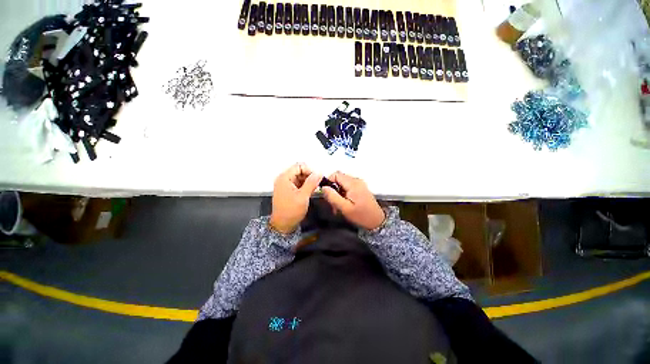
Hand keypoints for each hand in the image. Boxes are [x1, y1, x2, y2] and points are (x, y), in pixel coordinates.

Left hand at [269, 163, 321, 233]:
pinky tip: (310, 191)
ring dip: (308, 181)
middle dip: (310, 176)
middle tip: (318, 184)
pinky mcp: (288, 190)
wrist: (283, 225)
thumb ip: (311, 183)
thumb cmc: (291, 211)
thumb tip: (319, 173)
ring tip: (315, 189)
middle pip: (299, 171)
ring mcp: (285, 185)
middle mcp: (283, 179)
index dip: (310, 170)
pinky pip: (298, 183)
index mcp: (284, 178)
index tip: (317, 178)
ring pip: (300, 177)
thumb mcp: (303, 196)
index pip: (299, 166)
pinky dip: (305, 185)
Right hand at [321, 171, 385, 230]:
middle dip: (333, 190)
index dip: (328, 182)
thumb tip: (323, 187)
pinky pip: (347, 187)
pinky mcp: (360, 188)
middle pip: (338, 179)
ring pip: (342, 183)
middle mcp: (356, 180)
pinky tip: (343, 204)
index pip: (336, 174)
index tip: (327, 194)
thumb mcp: (345, 208)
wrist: (377, 221)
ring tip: (338, 206)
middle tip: (332, 203)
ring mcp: (359, 184)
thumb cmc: (361, 215)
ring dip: (337, 193)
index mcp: (353, 184)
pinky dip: (343, 194)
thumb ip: (333, 197)